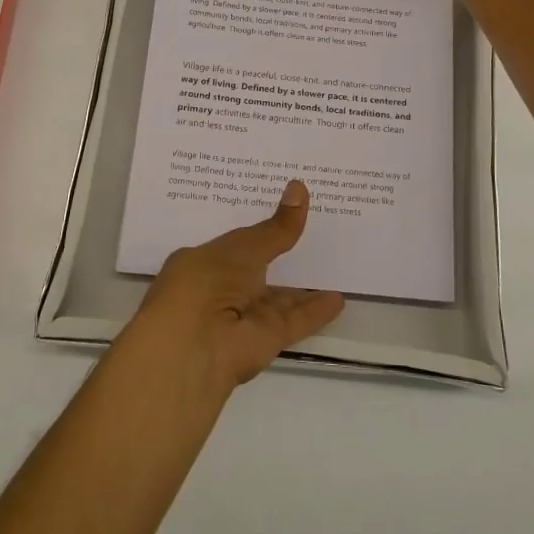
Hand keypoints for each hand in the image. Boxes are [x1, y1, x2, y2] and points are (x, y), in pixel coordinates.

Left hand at [123, 181, 344, 391]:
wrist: (194, 346)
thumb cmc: (206, 282)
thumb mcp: (243, 247)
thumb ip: (275, 228)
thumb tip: (299, 187)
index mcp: (203, 263)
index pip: (234, 243)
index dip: (257, 230)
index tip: (280, 214)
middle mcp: (221, 290)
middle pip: (258, 271)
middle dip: (280, 256)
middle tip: (314, 232)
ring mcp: (243, 317)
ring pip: (277, 298)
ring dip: (301, 288)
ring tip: (332, 266)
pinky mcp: (265, 340)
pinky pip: (294, 320)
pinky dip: (315, 311)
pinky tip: (338, 299)